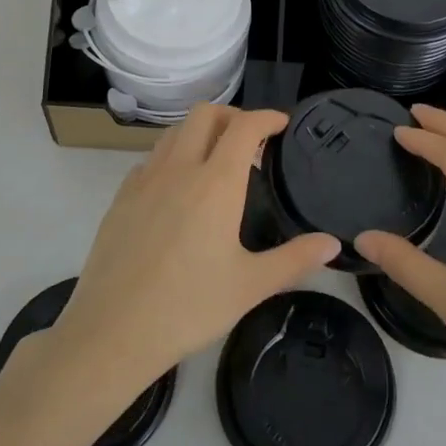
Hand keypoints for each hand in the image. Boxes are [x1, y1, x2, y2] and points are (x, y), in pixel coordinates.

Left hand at [50, 105, 342, 393]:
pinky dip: (172, 157)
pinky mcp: (120, 198)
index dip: (266, 117)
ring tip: (216, 160)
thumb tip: (333, 243)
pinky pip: (151, 159)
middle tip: (251, 141)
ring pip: (174, 132)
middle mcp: (179, 169)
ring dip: (200, 132)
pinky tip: (178, 190)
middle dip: (232, 115)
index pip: (244, 127)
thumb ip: (295, 259)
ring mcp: (144, 180)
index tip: (281, 125)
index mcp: (216, 183)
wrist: (112, 331)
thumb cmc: (189, 307)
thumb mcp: (251, 286)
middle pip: (204, 114)